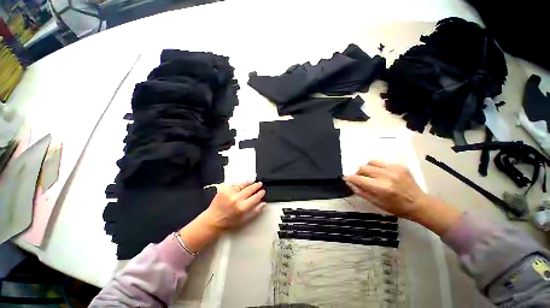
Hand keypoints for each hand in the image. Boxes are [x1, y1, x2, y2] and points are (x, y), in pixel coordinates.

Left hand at [202, 182, 265, 230]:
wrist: (213, 219)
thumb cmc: (230, 221)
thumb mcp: (244, 219)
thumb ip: (255, 211)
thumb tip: (263, 202)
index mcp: (242, 207)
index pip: (255, 197)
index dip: (260, 193)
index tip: (263, 191)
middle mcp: (236, 198)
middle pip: (250, 189)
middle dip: (256, 185)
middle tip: (260, 184)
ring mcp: (229, 192)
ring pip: (242, 184)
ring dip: (249, 182)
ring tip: (253, 181)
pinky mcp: (224, 189)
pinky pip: (235, 184)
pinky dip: (240, 183)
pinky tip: (243, 184)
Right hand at [344, 160, 425, 218]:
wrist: (420, 204)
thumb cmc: (397, 207)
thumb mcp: (376, 203)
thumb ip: (360, 192)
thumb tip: (349, 183)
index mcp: (380, 188)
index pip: (358, 178)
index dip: (350, 178)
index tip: (347, 179)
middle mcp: (386, 176)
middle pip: (363, 168)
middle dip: (358, 173)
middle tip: (361, 180)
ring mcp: (393, 169)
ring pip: (371, 162)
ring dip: (367, 168)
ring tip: (370, 175)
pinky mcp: (399, 166)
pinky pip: (381, 162)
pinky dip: (377, 167)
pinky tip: (382, 174)